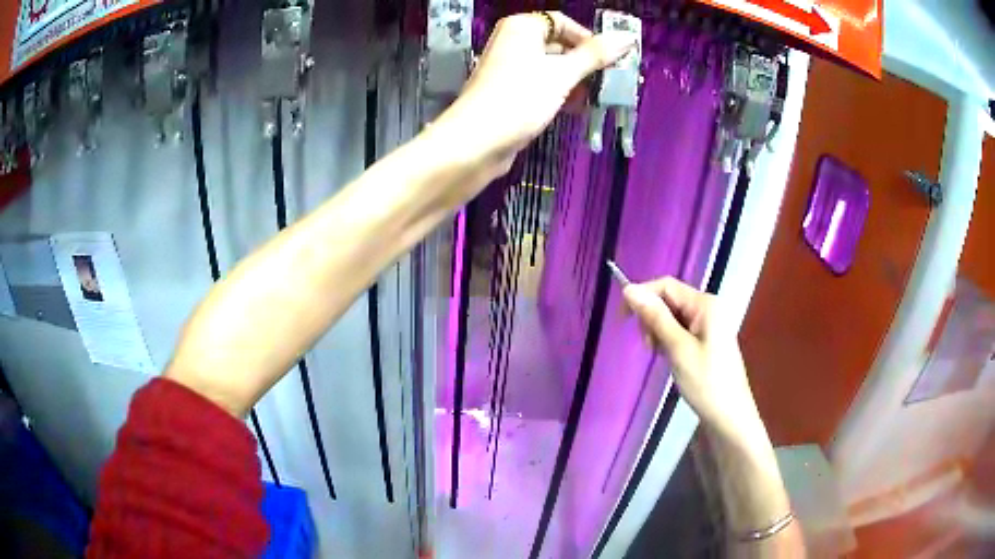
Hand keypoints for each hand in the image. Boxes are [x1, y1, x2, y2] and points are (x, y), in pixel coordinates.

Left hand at [437, 12, 635, 169]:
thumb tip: (627, 37)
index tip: (610, 61)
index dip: (588, 39)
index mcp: (522, 27)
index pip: (563, 23)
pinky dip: (559, 94)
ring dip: (575, 82)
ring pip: (551, 68)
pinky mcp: (509, 92)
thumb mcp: (563, 73)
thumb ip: (595, 55)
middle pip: (558, 45)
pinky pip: (541, 85)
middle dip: (585, 64)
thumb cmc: (521, 98)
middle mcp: (513, 41)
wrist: (476, 142)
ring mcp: (509, 68)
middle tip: (608, 83)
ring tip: (594, 100)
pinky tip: (574, 110)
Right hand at [622, 277, 766, 443]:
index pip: (666, 286)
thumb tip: (629, 289)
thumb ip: (655, 317)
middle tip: (650, 347)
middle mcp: (708, 307)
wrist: (729, 416)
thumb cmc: (706, 382)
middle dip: (652, 318)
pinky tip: (671, 358)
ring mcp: (709, 323)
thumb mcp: (678, 349)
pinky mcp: (707, 339)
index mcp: (705, 304)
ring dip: (659, 331)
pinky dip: (669, 340)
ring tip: (662, 356)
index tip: (623, 320)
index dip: (642, 296)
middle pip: (669, 299)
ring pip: (672, 316)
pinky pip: (681, 329)